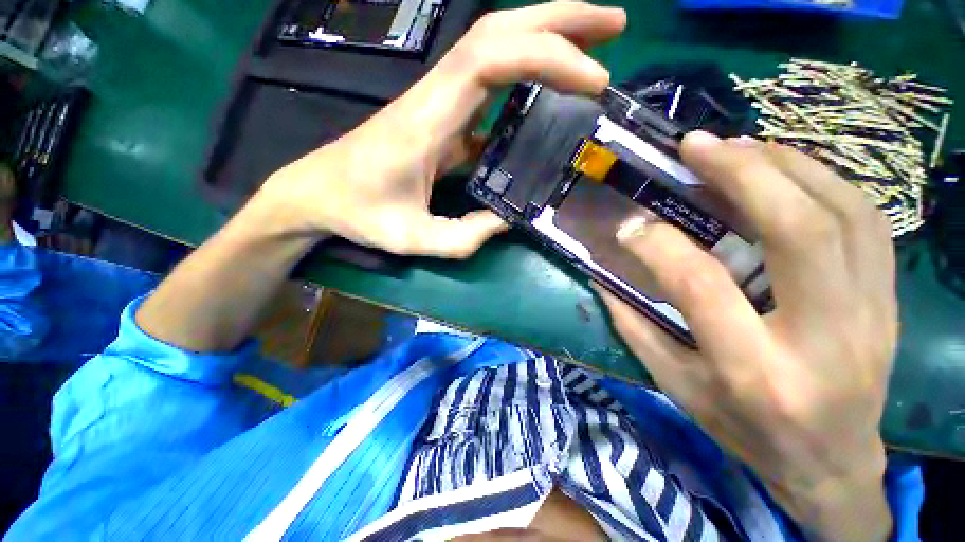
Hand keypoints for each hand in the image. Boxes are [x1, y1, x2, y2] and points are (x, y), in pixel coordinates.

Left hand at [258, 1, 626, 257]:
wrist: (318, 193)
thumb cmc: (358, 213)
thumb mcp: (413, 238)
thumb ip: (463, 237)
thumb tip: (507, 221)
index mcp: (427, 119)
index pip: (492, 60)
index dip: (547, 58)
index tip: (592, 79)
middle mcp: (434, 95)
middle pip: (498, 30)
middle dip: (561, 20)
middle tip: (614, 27)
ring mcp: (437, 101)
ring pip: (495, 44)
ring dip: (547, 35)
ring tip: (594, 42)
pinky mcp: (440, 115)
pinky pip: (488, 82)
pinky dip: (525, 73)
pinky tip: (548, 88)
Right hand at [597, 133, 895, 539]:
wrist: (831, 460)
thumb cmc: (744, 428)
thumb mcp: (676, 386)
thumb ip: (635, 327)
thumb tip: (603, 278)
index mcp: (755, 372)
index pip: (703, 287)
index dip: (658, 247)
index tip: (630, 227)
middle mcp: (823, 339)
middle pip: (799, 232)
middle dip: (743, 173)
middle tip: (696, 146)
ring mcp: (870, 315)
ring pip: (844, 213)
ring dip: (785, 164)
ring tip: (737, 146)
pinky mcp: (888, 299)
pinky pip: (866, 220)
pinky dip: (822, 179)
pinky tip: (783, 167)